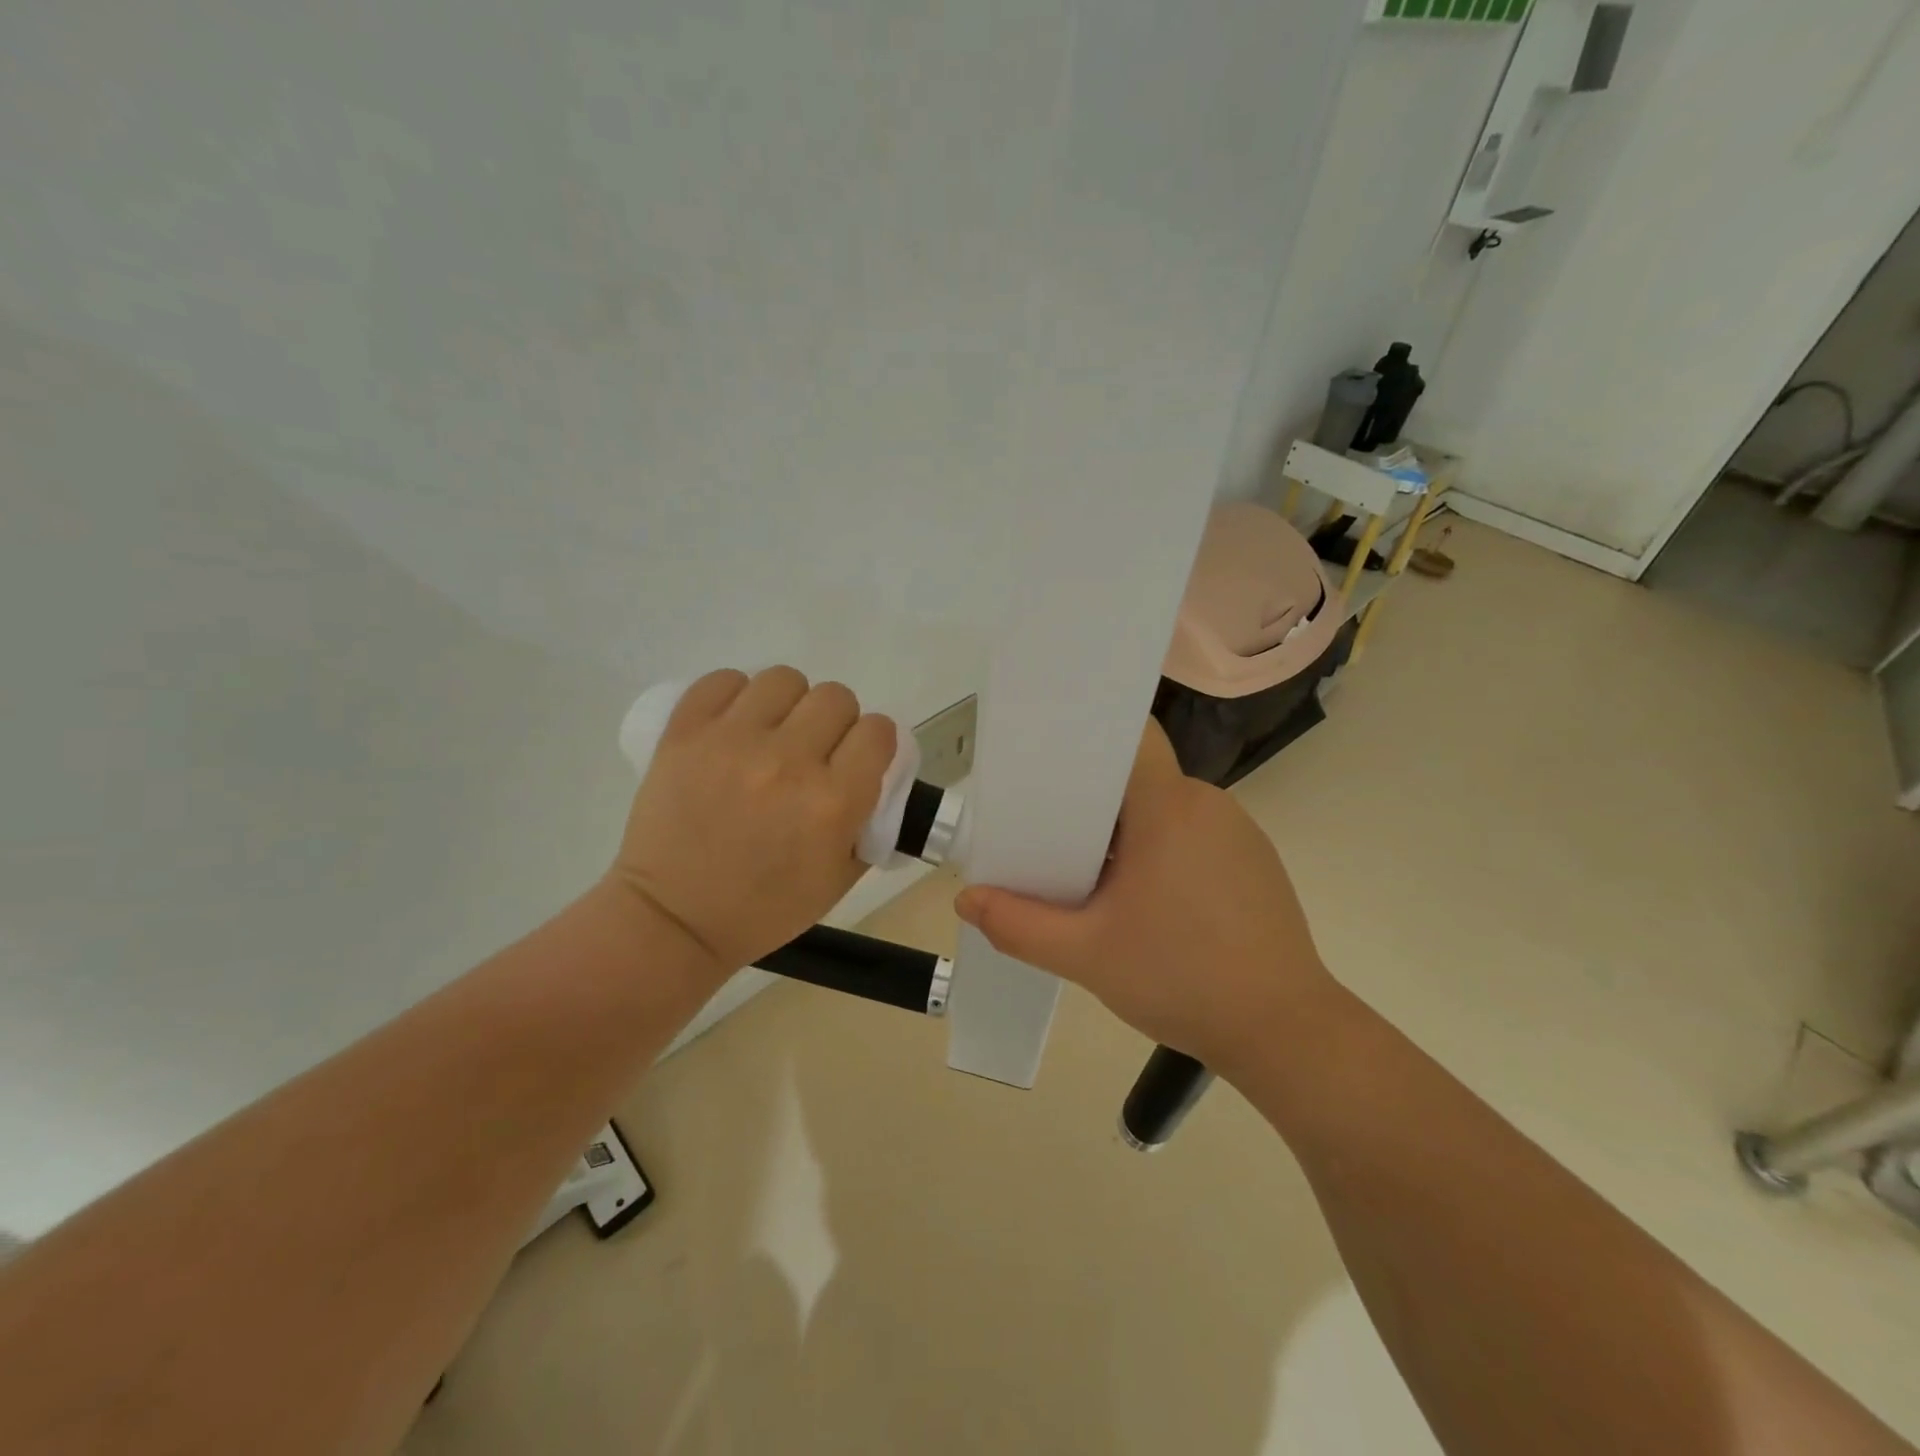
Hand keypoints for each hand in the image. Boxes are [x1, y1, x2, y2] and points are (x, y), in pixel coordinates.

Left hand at [608, 667, 895, 974]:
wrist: (675, 919)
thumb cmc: (765, 909)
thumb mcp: (840, 879)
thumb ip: (869, 821)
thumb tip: (874, 774)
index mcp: (833, 803)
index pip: (878, 731)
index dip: (875, 742)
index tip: (860, 758)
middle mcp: (788, 762)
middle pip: (836, 698)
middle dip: (836, 723)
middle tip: (815, 750)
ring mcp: (732, 742)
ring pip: (784, 679)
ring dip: (789, 704)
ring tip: (773, 732)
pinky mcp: (685, 733)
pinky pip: (723, 680)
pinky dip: (736, 696)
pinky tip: (734, 724)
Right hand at [954, 719, 1336, 1073]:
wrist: (1285, 1032)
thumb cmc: (1182, 979)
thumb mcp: (1086, 955)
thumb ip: (1019, 925)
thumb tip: (967, 900)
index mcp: (1168, 807)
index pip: (1129, 737)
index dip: (1087, 741)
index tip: (1048, 765)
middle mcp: (1207, 804)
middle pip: (1137, 778)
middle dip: (1091, 802)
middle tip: (1049, 836)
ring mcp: (1237, 832)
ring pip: (1164, 809)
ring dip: (1126, 832)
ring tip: (1090, 875)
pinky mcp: (1253, 862)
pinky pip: (1192, 834)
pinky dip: (1160, 851)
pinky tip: (1146, 901)